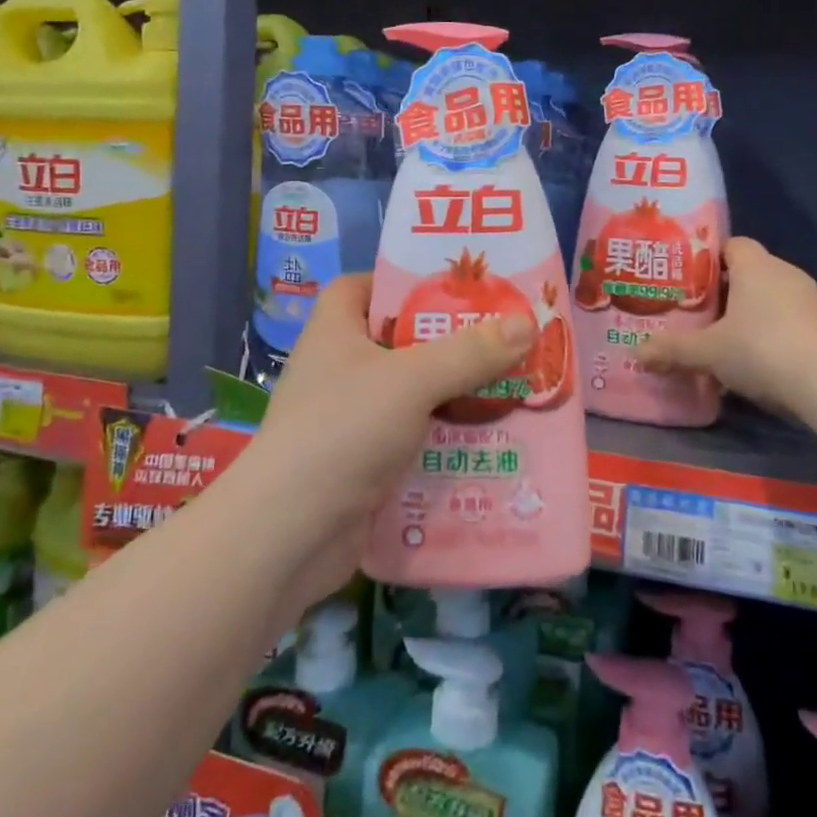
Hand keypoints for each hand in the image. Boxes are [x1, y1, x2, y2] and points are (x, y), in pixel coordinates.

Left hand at [234, 274, 533, 619]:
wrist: (289, 534)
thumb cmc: (343, 430)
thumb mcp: (412, 380)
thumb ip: (469, 352)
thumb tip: (527, 322)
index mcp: (335, 331)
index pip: (362, 287)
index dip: (402, 282)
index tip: (452, 290)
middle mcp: (339, 370)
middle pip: (398, 342)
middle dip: (449, 343)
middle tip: (503, 340)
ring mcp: (349, 420)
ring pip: (411, 395)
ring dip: (455, 396)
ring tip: (511, 389)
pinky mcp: (362, 465)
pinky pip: (412, 440)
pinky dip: (444, 440)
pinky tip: (488, 443)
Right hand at [640, 237, 816, 416]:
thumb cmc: (762, 349)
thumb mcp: (708, 353)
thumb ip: (672, 350)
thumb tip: (635, 353)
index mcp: (756, 266)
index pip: (732, 245)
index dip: (709, 258)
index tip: (687, 280)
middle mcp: (786, 274)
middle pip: (750, 274)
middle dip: (724, 293)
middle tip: (696, 313)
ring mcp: (811, 301)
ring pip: (771, 301)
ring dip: (749, 317)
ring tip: (722, 341)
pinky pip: (790, 324)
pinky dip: (772, 337)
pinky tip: (755, 364)